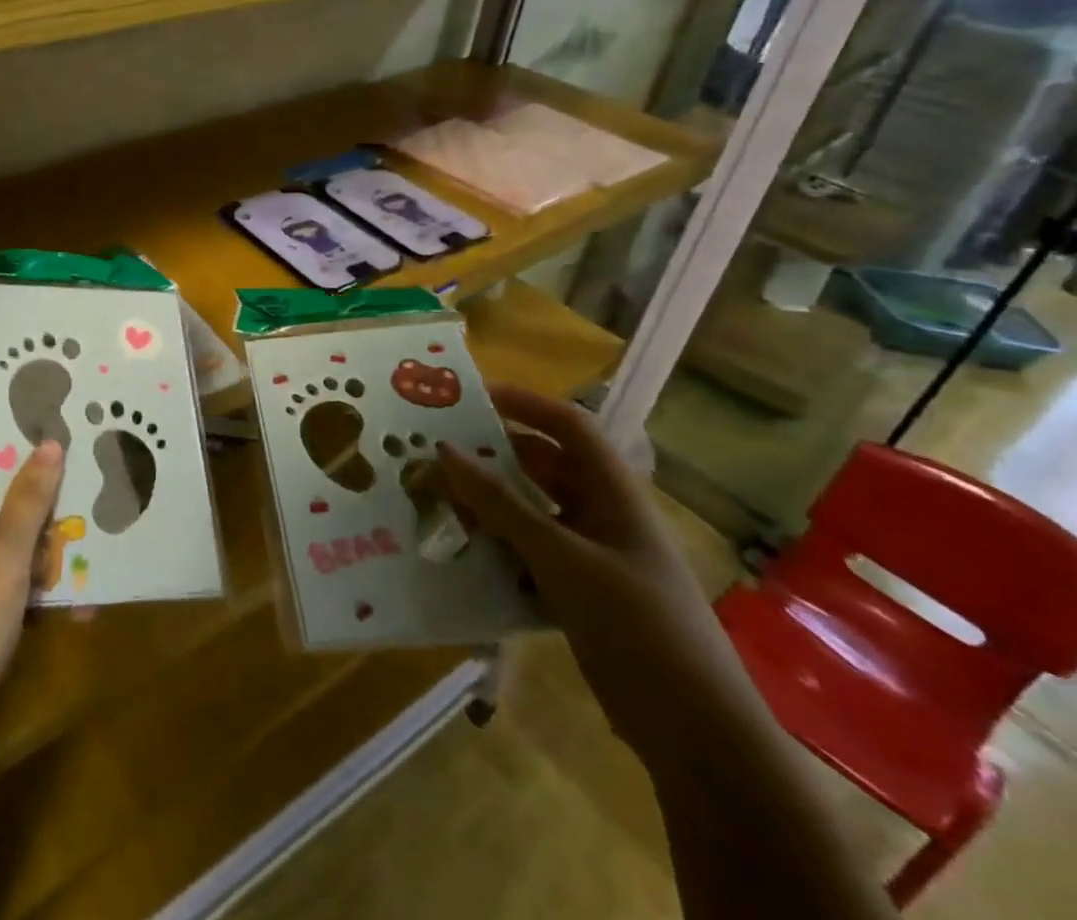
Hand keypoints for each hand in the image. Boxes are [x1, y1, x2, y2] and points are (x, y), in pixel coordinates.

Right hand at [435, 385, 756, 761]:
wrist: (698, 737)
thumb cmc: (638, 627)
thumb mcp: (563, 559)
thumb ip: (501, 505)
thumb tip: (445, 450)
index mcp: (614, 495)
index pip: (569, 427)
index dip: (525, 404)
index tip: (470, 399)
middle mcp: (603, 516)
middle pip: (544, 467)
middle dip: (494, 457)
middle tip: (438, 453)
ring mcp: (593, 557)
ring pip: (532, 512)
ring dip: (489, 506)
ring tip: (438, 501)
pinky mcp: (580, 595)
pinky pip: (529, 554)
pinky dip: (498, 548)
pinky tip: (463, 554)